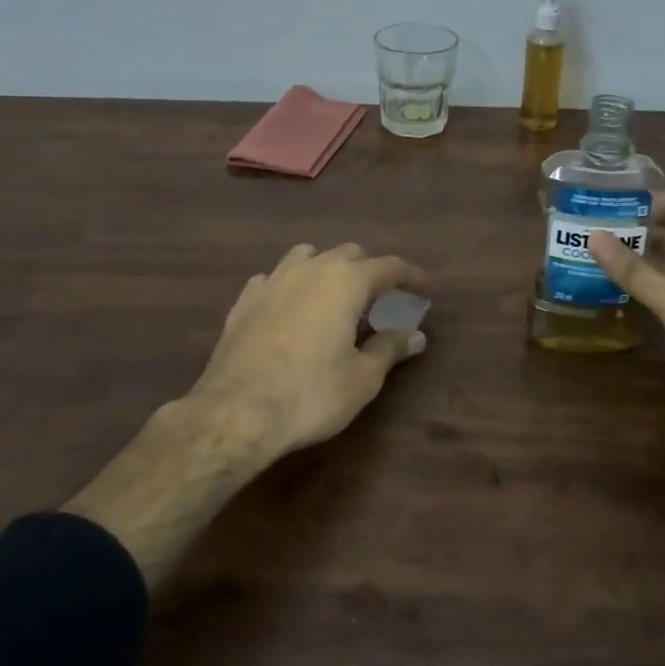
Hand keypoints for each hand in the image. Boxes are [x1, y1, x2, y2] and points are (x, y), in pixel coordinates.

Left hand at [186, 242, 432, 462]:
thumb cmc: (311, 394)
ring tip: (335, 295)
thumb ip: (390, 349)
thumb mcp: (363, 378)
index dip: (414, 276)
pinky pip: (275, 277)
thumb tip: (415, 336)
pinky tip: (290, 307)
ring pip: (309, 255)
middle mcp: (311, 268)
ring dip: (328, 268)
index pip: (391, 266)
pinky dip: (291, 285)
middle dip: (371, 270)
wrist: (236, 412)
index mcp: (347, 281)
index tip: (428, 290)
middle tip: (383, 298)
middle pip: (350, 253)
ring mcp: (273, 280)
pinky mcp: (245, 299)